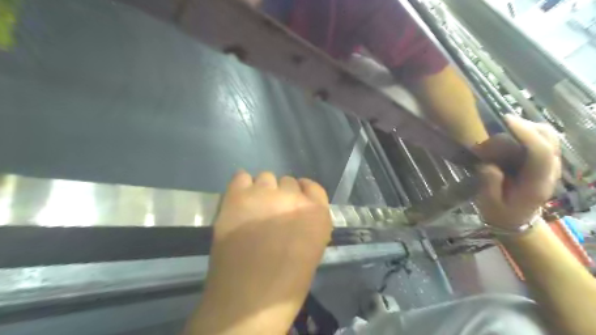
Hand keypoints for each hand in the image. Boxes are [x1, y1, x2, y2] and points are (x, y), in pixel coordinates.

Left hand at [189, 172, 332, 333]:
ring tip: (253, 209)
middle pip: (288, 181)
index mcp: (317, 214)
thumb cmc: (286, 284)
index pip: (313, 187)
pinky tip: (239, 201)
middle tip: (271, 212)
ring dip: (262, 190)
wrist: (247, 301)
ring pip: (266, 177)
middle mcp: (293, 198)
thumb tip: (297, 212)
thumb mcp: (312, 251)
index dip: (303, 191)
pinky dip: (242, 186)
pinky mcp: (238, 197)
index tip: (296, 197)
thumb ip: (309, 224)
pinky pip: (241, 177)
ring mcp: (265, 195)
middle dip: (282, 194)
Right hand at [476, 115, 558, 229]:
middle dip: (529, 126)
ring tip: (507, 126)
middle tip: (503, 122)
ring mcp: (551, 168)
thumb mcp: (489, 203)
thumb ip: (489, 183)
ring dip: (531, 127)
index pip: (540, 153)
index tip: (506, 121)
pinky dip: (532, 133)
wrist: (516, 222)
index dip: (526, 134)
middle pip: (551, 140)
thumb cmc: (501, 213)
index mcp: (536, 184)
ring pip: (551, 138)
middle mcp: (550, 173)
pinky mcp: (546, 165)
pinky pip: (545, 142)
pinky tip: (515, 134)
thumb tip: (488, 164)